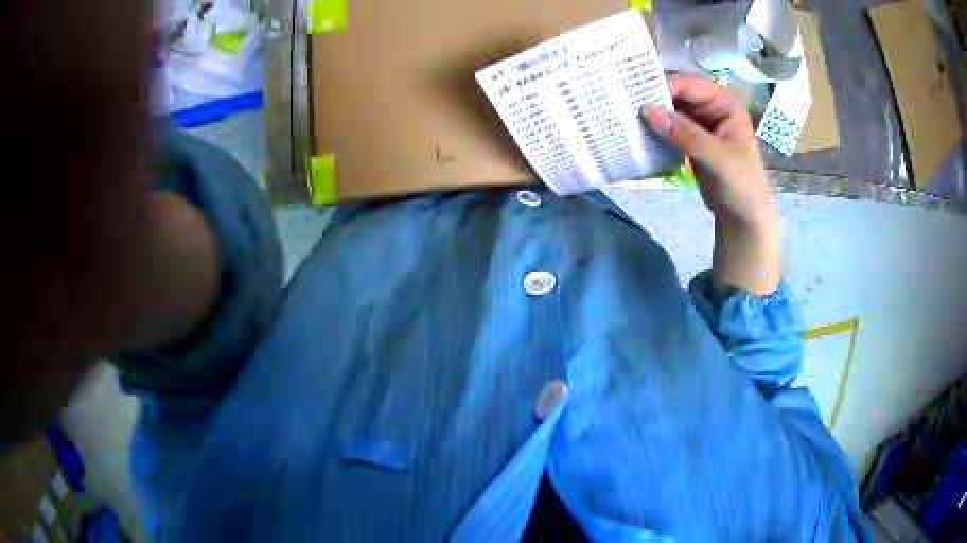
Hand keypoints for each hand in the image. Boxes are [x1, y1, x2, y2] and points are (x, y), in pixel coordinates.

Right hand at [642, 74, 781, 295]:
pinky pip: (668, 126)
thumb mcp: (718, 159)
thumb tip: (648, 110)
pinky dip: (654, 128)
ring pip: (669, 108)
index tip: (633, 96)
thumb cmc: (742, 186)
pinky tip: (636, 132)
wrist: (745, 217)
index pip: (688, 85)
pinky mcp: (690, 138)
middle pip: (676, 92)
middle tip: (621, 103)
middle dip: (652, 97)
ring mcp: (700, 121)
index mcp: (724, 102)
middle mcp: (711, 105)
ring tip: (623, 116)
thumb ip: (686, 134)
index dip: (661, 86)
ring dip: (650, 113)